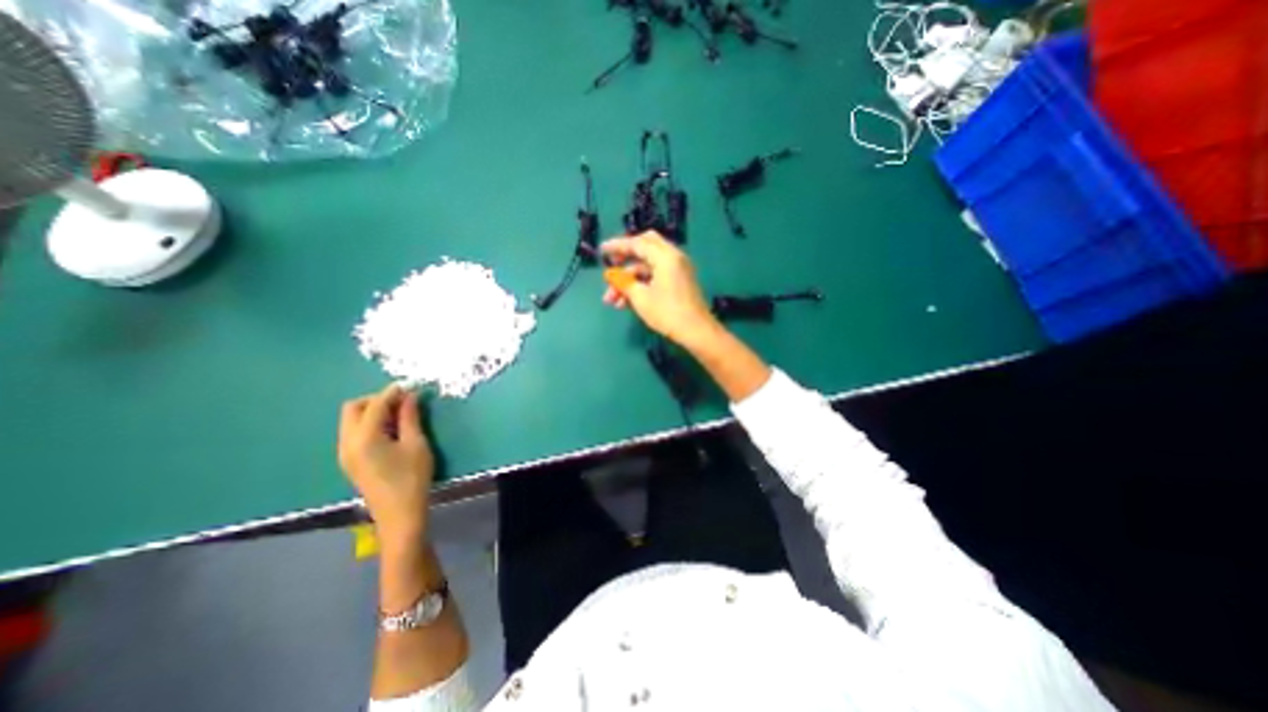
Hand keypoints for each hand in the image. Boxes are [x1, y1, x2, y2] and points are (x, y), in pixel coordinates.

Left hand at [337, 383, 436, 543]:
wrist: (399, 514)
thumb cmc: (412, 477)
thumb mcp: (416, 444)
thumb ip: (410, 418)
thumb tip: (410, 396)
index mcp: (364, 438)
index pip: (375, 405)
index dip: (392, 392)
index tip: (411, 385)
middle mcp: (347, 442)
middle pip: (353, 408)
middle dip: (376, 399)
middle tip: (403, 401)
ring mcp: (345, 452)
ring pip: (351, 419)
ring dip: (372, 410)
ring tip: (400, 414)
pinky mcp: (350, 460)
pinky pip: (354, 431)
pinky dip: (370, 423)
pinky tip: (390, 430)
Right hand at [602, 231, 717, 347]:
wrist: (696, 332)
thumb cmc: (667, 313)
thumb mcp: (640, 298)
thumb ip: (623, 283)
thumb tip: (610, 275)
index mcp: (665, 256)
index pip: (637, 243)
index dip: (617, 246)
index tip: (601, 250)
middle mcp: (674, 257)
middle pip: (646, 247)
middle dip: (626, 256)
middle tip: (612, 267)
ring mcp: (678, 270)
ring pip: (649, 266)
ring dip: (630, 279)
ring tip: (612, 300)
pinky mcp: (679, 282)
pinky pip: (656, 275)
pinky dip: (642, 284)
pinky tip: (627, 302)